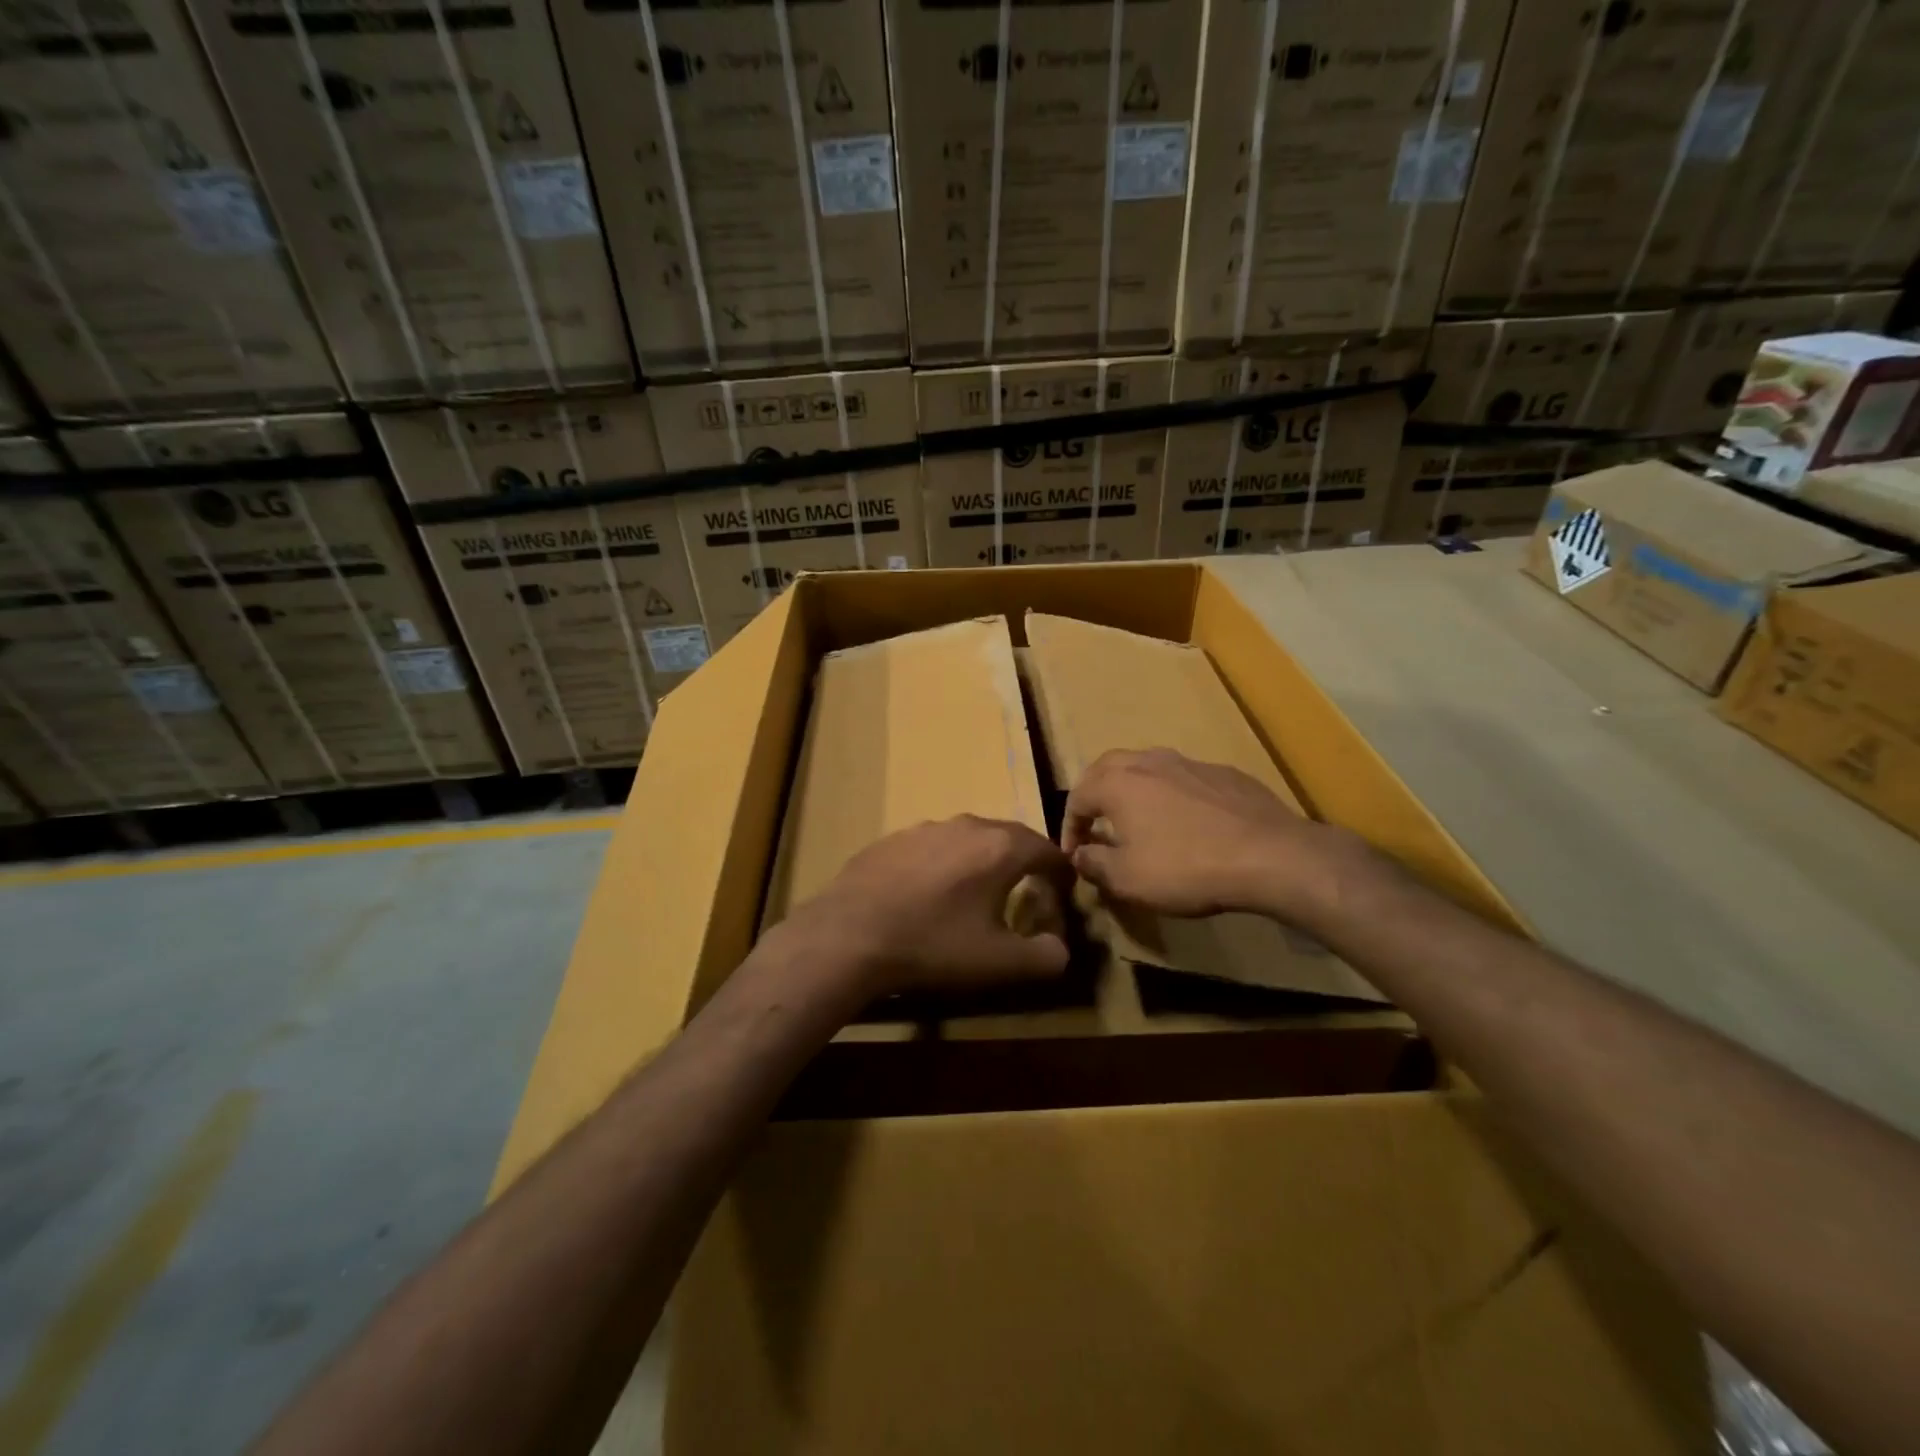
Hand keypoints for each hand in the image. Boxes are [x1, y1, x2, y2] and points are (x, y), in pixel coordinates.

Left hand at [776, 816, 1072, 1000]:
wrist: (849, 934)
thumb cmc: (933, 945)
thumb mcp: (999, 963)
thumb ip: (1045, 956)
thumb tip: (1060, 948)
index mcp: (999, 848)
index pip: (1047, 849)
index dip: (1061, 871)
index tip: (1064, 892)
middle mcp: (966, 826)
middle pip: (1009, 836)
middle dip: (1026, 860)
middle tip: (1031, 887)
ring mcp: (925, 828)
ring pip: (969, 838)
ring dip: (984, 859)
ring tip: (980, 890)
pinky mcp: (892, 838)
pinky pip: (933, 846)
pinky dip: (945, 863)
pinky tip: (930, 892)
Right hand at [1061, 748, 1380, 928]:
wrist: (1268, 855)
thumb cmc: (1185, 867)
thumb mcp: (1127, 879)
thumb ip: (1094, 864)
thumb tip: (1079, 855)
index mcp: (1118, 782)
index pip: (1077, 797)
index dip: (1070, 827)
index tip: (1074, 854)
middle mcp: (1149, 762)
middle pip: (1107, 767)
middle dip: (1094, 794)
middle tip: (1095, 822)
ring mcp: (1189, 763)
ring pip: (1147, 767)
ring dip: (1133, 789)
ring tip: (1137, 818)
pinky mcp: (1224, 774)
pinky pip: (1183, 779)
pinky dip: (1170, 795)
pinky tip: (1185, 821)